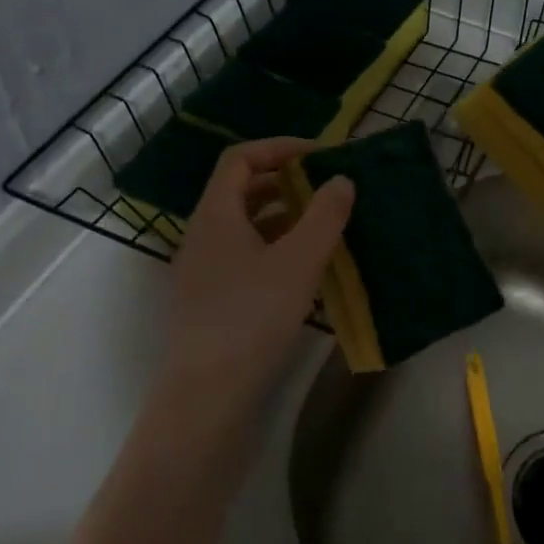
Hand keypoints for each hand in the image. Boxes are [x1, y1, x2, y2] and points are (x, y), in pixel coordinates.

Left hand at [157, 137, 353, 427]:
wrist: (207, 395)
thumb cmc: (253, 317)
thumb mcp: (299, 261)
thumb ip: (324, 215)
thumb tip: (341, 180)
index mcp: (216, 214)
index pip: (241, 158)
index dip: (280, 148)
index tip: (320, 156)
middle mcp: (202, 235)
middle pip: (241, 190)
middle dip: (285, 182)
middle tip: (325, 188)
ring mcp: (202, 269)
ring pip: (244, 225)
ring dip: (283, 216)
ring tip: (322, 226)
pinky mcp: (210, 299)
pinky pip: (243, 255)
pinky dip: (274, 247)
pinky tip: (303, 269)